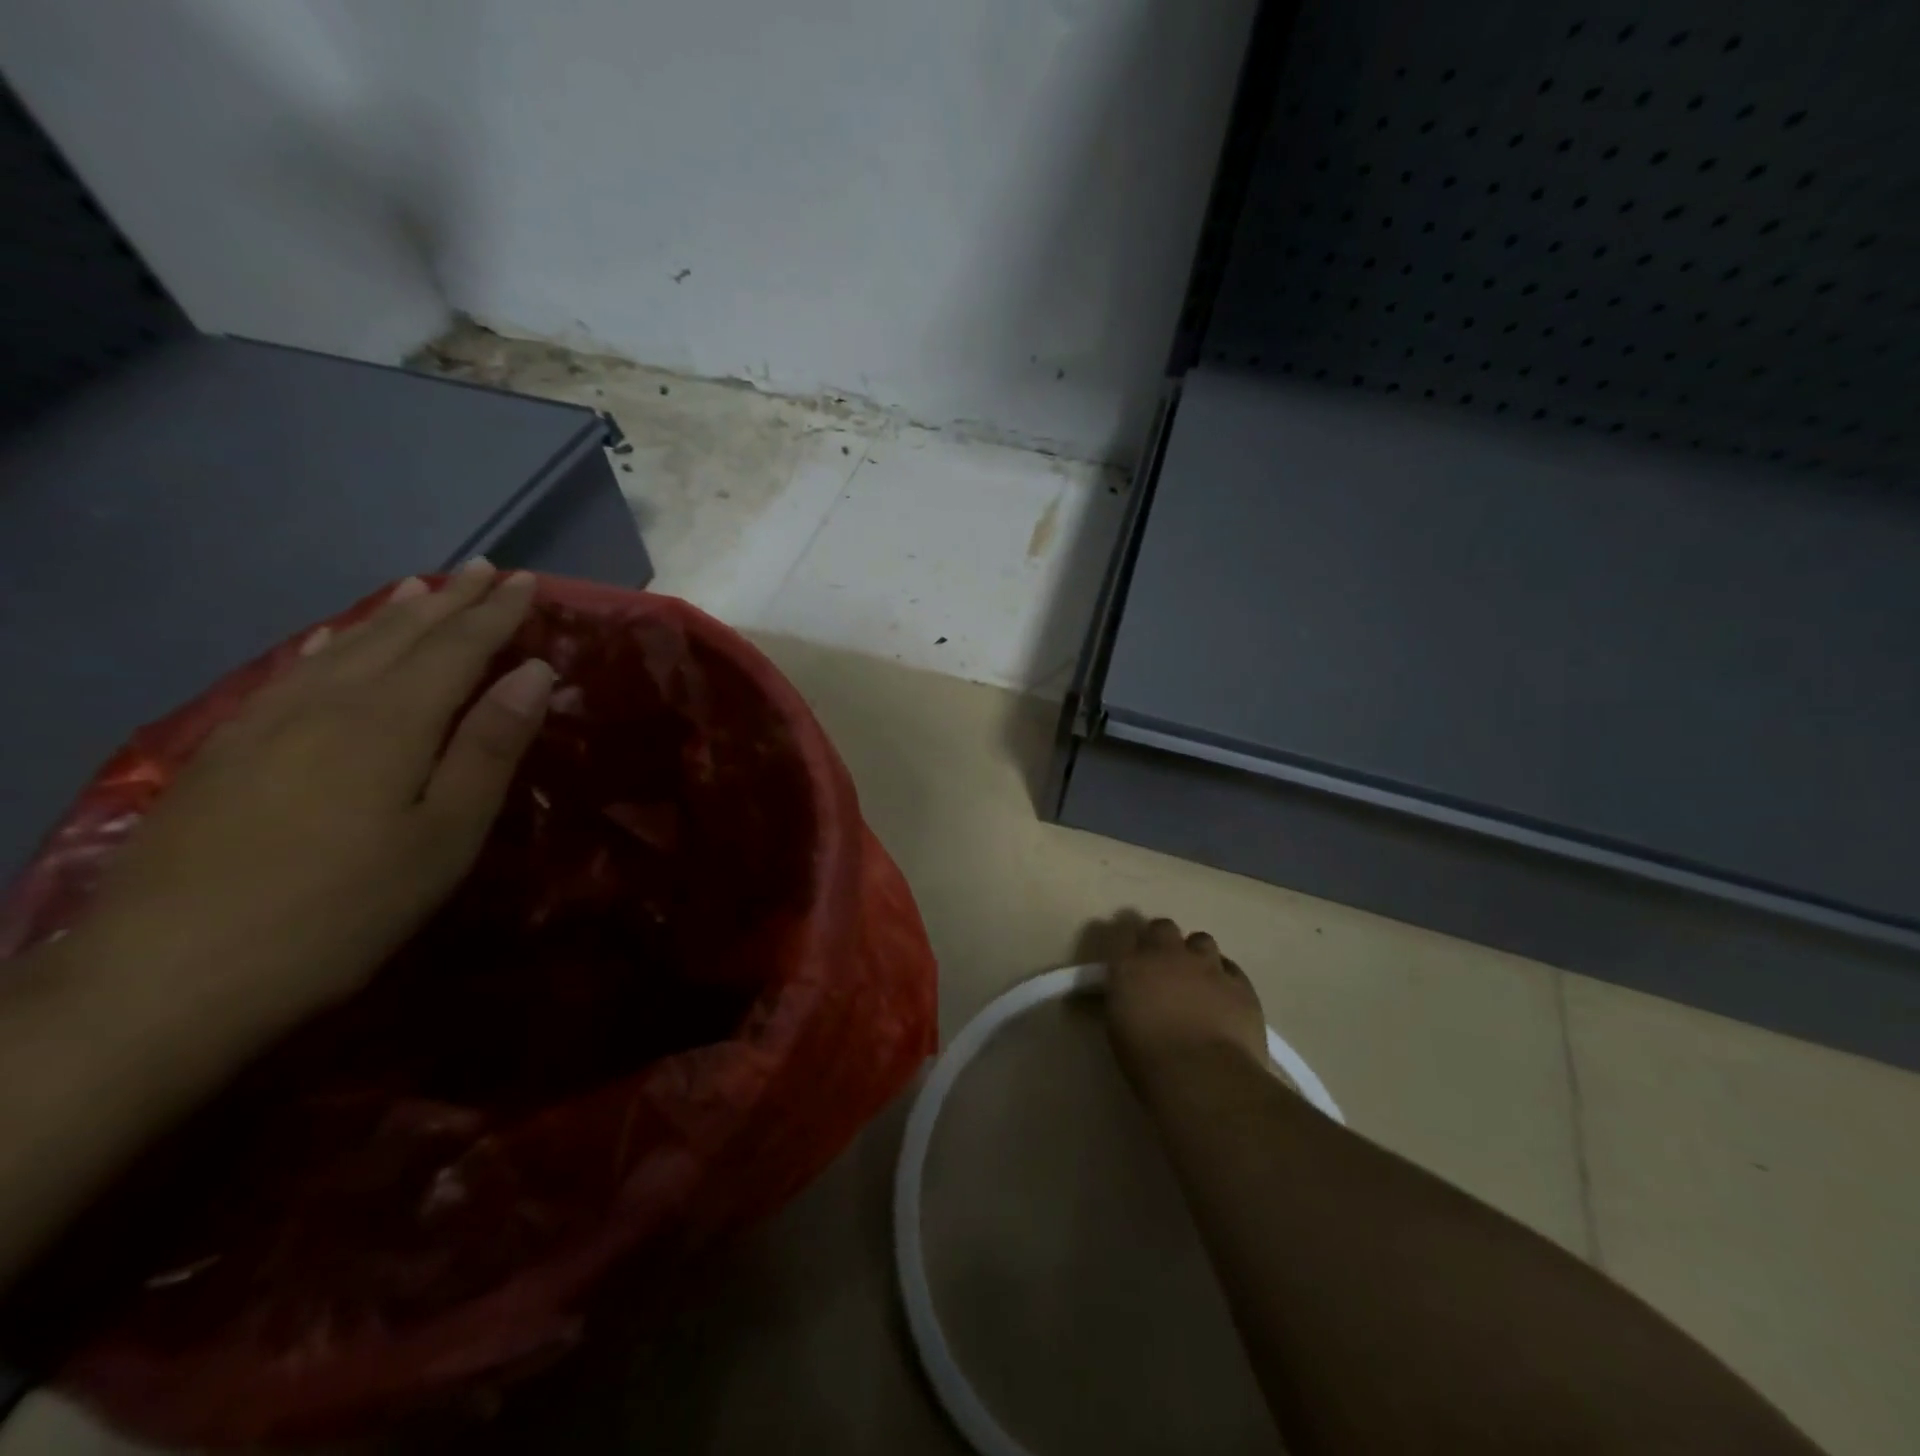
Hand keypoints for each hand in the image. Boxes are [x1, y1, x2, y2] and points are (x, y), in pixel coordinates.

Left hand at [59, 562, 553, 1048]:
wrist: (166, 976)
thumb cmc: (344, 908)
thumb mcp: (445, 835)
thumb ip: (490, 747)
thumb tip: (536, 672)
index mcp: (391, 721)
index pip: (458, 647)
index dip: (496, 614)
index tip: (527, 581)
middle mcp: (329, 703)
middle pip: (400, 636)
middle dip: (450, 602)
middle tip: (484, 568)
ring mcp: (267, 723)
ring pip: (344, 647)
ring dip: (392, 615)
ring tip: (423, 588)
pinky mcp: (227, 751)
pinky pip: (293, 672)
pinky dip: (329, 644)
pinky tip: (333, 640)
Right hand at [1105, 917, 1269, 1092]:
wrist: (1203, 1076)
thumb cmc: (1149, 1060)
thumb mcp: (1119, 1025)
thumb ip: (1127, 996)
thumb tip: (1136, 991)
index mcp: (1130, 965)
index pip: (1124, 936)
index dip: (1130, 947)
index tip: (1132, 962)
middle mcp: (1167, 955)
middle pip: (1163, 927)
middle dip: (1163, 941)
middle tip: (1164, 966)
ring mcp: (1206, 965)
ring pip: (1201, 940)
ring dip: (1196, 955)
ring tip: (1198, 979)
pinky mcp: (1239, 983)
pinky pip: (1230, 968)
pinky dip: (1224, 977)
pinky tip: (1223, 995)